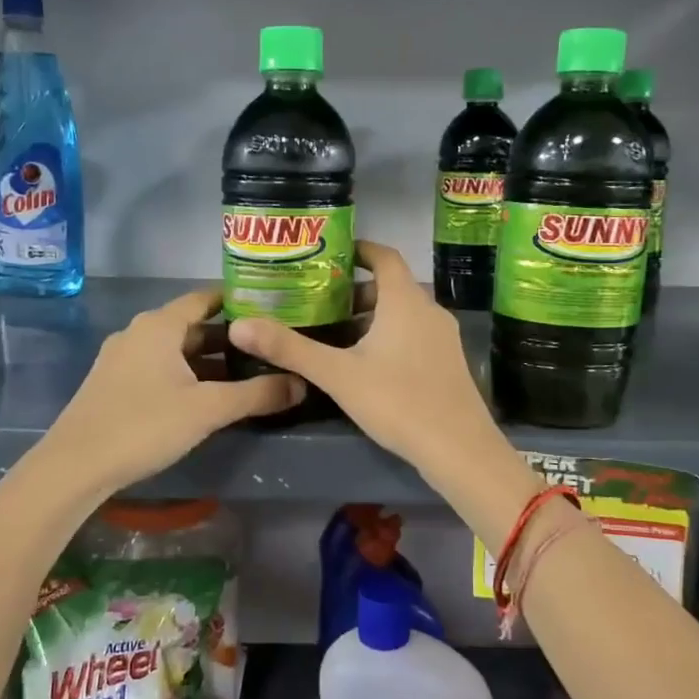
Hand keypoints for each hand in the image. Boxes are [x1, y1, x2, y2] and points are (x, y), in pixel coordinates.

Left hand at [41, 287, 304, 498]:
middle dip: (229, 337)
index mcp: (160, 325)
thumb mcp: (208, 409)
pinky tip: (205, 397)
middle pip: (192, 325)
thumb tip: (301, 383)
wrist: (74, 466)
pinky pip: (158, 367)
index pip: (206, 298)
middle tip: (267, 347)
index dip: (239, 301)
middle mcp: (139, 332)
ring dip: (207, 360)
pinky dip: (185, 374)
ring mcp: (122, 358)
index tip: (271, 309)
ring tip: (245, 374)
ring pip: (175, 350)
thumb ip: (257, 394)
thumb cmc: (144, 425)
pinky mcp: (113, 383)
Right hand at [227, 241, 504, 481]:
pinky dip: (390, 336)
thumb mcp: (338, 375)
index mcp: (405, 301)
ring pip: (403, 313)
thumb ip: (290, 349)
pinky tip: (368, 364)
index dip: (359, 249)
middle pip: (391, 286)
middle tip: (320, 301)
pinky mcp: (448, 363)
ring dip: (372, 316)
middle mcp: (429, 310)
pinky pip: (415, 334)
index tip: (330, 254)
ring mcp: (443, 338)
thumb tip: (239, 326)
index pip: (384, 256)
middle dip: (356, 290)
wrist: (459, 449)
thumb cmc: (398, 401)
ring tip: (337, 333)